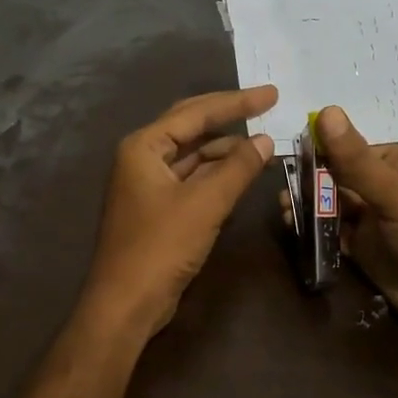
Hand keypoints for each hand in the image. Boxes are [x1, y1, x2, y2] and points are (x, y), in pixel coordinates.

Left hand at [80, 87, 277, 337]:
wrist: (126, 303)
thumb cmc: (160, 247)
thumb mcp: (204, 204)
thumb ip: (237, 169)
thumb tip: (265, 140)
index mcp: (143, 147)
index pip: (195, 112)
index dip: (236, 102)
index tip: (271, 94)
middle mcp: (141, 158)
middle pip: (190, 126)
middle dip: (229, 117)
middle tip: (267, 105)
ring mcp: (147, 184)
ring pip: (192, 155)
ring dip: (225, 149)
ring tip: (263, 145)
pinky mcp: (156, 208)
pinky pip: (190, 179)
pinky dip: (215, 174)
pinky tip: (241, 173)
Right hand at [282, 105, 397, 336]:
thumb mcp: (395, 195)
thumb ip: (356, 159)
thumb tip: (326, 111)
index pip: (350, 150)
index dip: (319, 153)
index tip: (289, 159)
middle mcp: (386, 188)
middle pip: (337, 178)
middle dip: (309, 183)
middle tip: (284, 193)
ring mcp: (375, 220)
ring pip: (332, 206)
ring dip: (308, 207)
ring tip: (285, 212)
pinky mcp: (366, 249)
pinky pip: (334, 232)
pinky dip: (314, 229)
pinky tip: (294, 227)